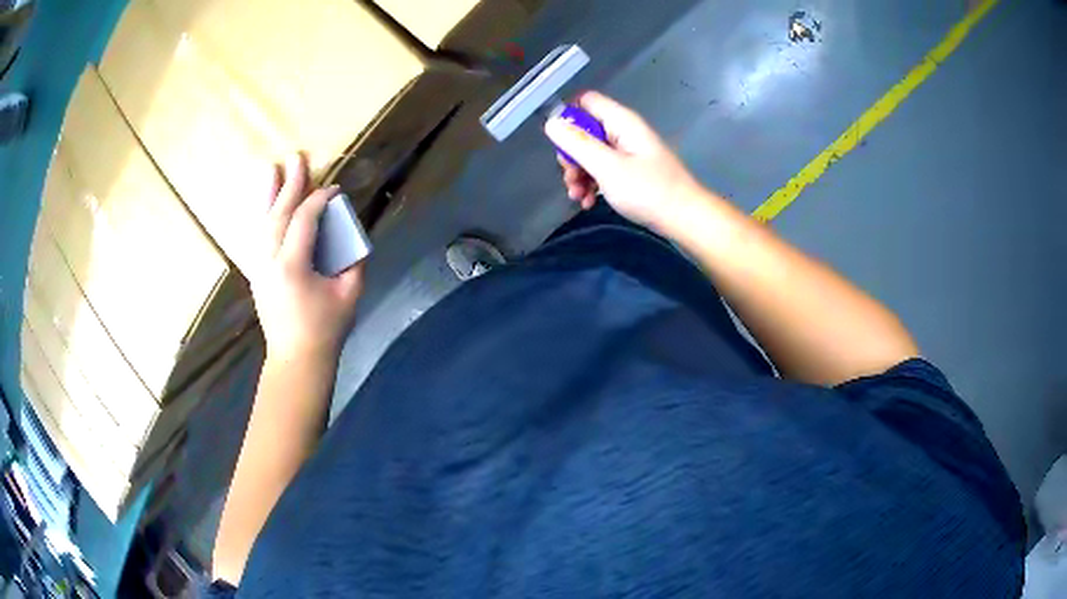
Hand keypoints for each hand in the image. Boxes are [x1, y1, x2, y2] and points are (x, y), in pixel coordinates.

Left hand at [248, 153, 363, 363]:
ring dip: (268, 195)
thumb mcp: (349, 294)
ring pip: (262, 223)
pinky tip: (265, 205)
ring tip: (271, 170)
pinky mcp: (256, 274)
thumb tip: (352, 237)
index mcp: (292, 265)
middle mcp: (270, 261)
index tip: (335, 190)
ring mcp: (259, 267)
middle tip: (296, 158)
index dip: (320, 200)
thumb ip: (353, 261)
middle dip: (289, 184)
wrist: (296, 360)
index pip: (304, 220)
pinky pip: (258, 237)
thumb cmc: (326, 329)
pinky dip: (263, 217)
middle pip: (278, 214)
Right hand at [544, 92, 704, 232]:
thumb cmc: (648, 191)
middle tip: (570, 175)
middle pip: (585, 130)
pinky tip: (589, 202)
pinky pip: (603, 169)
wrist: (684, 218)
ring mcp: (628, 152)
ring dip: (579, 174)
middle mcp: (623, 132)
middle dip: (571, 154)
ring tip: (578, 196)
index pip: (586, 101)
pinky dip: (593, 183)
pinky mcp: (630, 171)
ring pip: (591, 153)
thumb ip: (578, 143)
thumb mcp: (607, 167)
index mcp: (621, 122)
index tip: (559, 142)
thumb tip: (551, 122)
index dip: (568, 116)